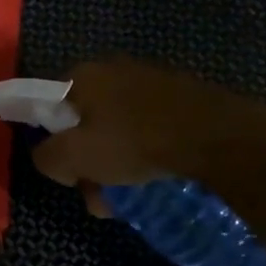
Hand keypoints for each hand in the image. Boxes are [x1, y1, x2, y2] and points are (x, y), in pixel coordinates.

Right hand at [32, 58, 265, 192]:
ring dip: (117, 163)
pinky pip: (149, 127)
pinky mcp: (180, 96)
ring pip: (118, 129)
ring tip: (131, 196)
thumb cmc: (136, 143)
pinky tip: (157, 176)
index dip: (54, 143)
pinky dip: (146, 151)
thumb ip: (47, 157)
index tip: (70, 172)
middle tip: (101, 194)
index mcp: (83, 75)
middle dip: (89, 162)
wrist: (218, 136)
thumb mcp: (76, 157)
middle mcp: (113, 69)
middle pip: (86, 123)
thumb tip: (49, 158)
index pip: (49, 107)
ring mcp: (150, 81)